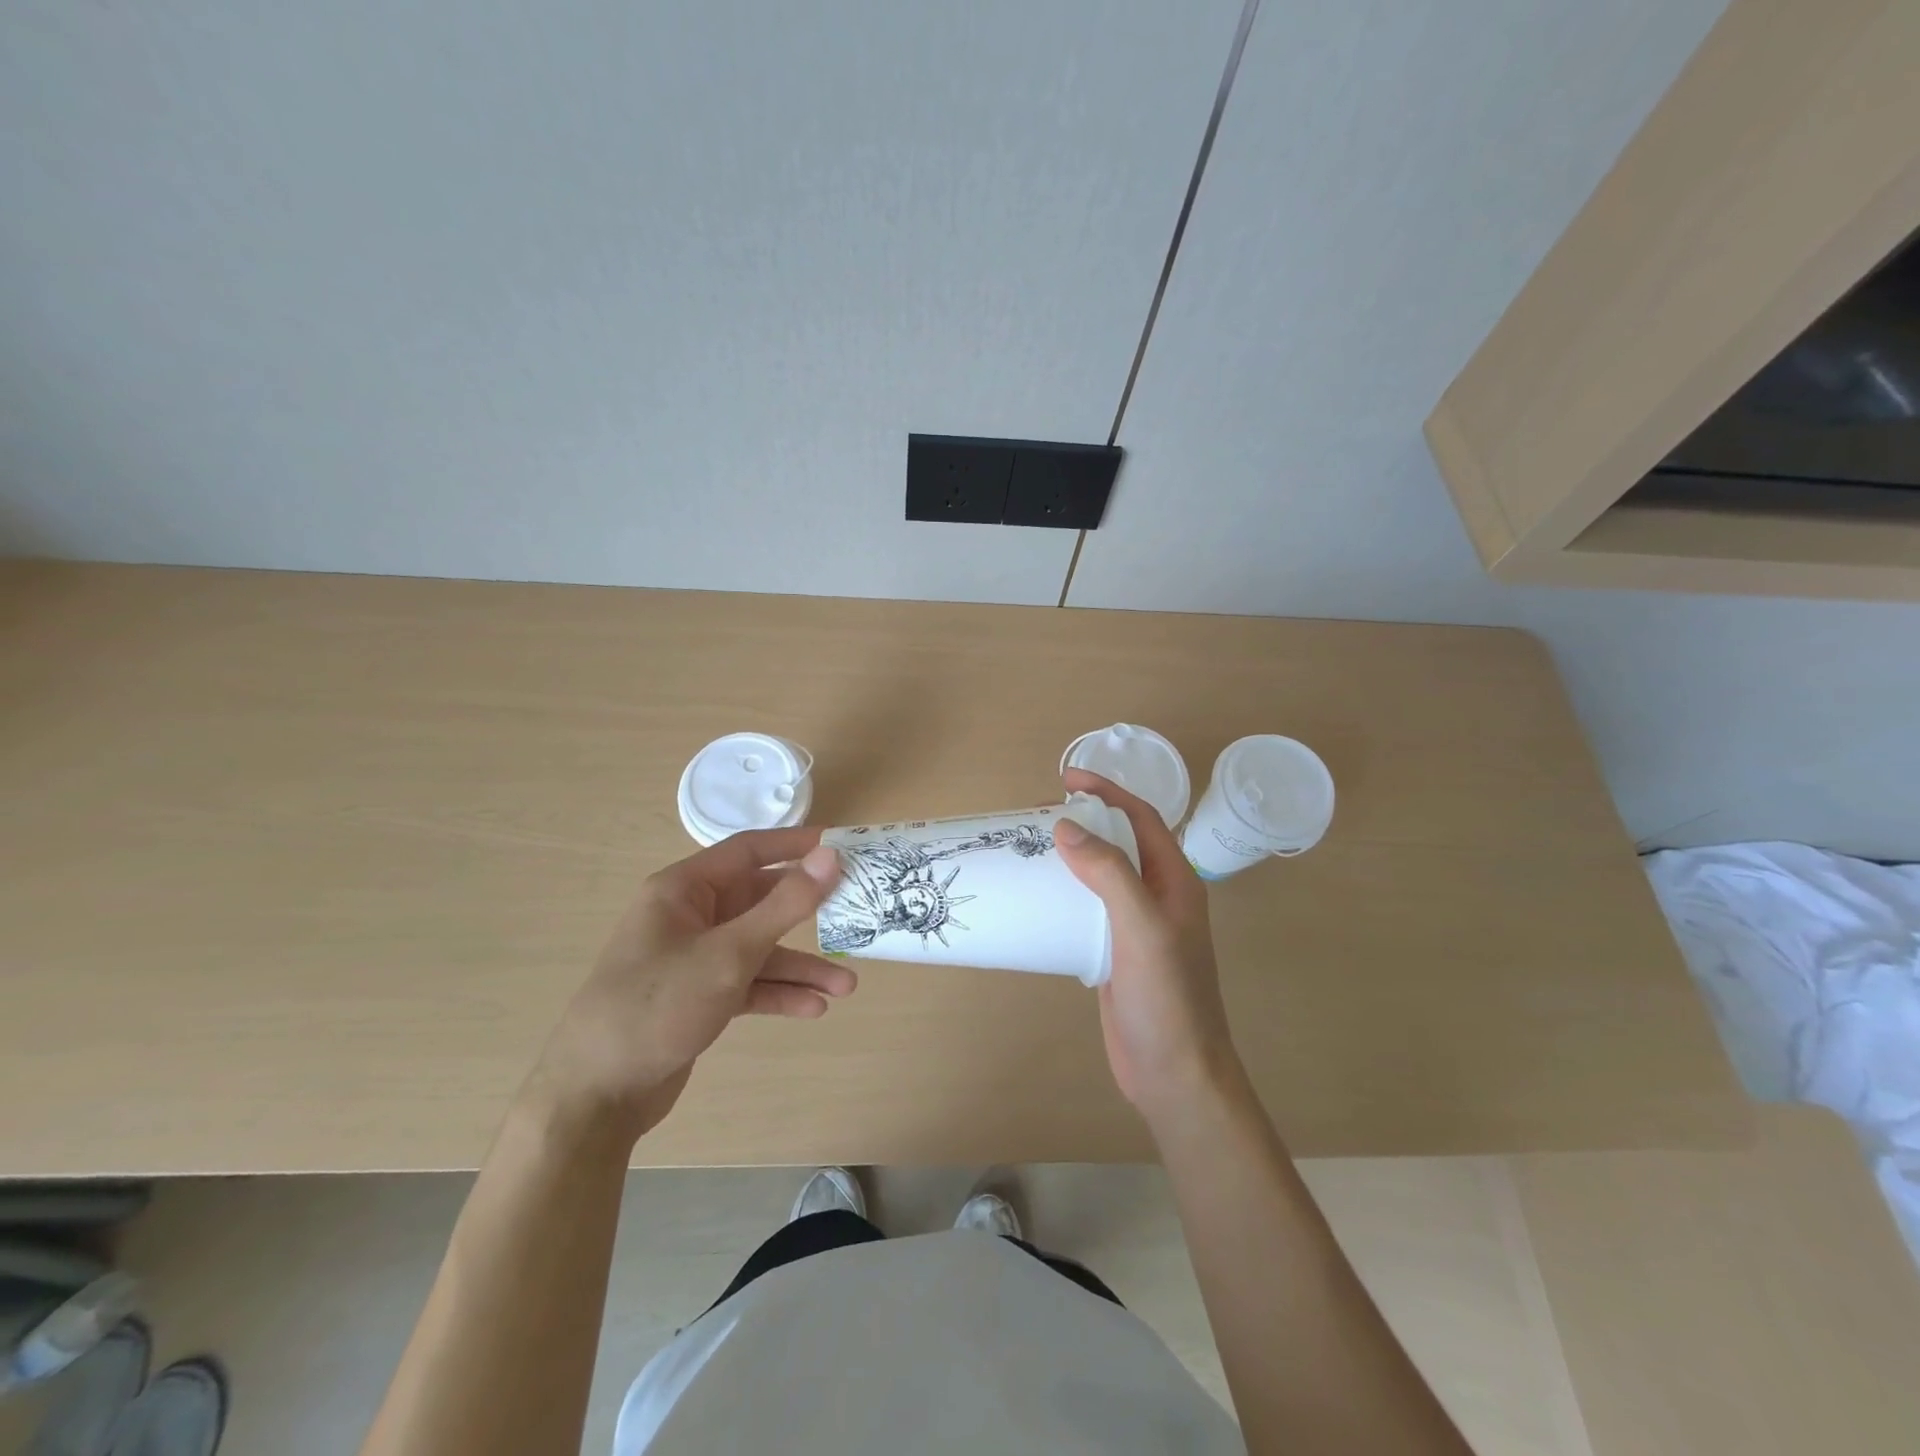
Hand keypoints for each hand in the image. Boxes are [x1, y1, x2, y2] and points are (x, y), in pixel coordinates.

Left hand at [530, 829, 852, 1141]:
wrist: (596, 1096)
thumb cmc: (658, 1005)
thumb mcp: (729, 953)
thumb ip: (785, 904)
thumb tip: (831, 856)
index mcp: (684, 890)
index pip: (749, 850)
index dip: (797, 846)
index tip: (844, 846)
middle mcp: (690, 916)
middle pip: (760, 900)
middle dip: (808, 914)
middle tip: (856, 913)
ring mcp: (694, 958)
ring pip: (759, 948)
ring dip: (800, 966)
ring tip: (847, 985)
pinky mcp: (699, 996)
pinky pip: (749, 983)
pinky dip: (779, 994)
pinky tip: (814, 1009)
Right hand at [1054, 768, 1239, 1123]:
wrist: (1174, 1074)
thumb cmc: (1166, 998)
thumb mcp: (1141, 928)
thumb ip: (1109, 874)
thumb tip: (1066, 828)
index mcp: (1176, 881)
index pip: (1142, 818)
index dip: (1108, 792)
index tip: (1067, 778)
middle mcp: (1159, 896)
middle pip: (1120, 842)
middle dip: (1086, 820)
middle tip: (1040, 812)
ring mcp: (1137, 926)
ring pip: (1102, 875)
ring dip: (1073, 856)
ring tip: (1032, 846)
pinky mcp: (1116, 951)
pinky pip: (1090, 908)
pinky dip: (1066, 893)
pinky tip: (1039, 896)